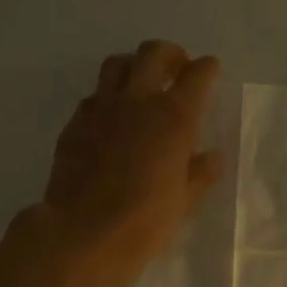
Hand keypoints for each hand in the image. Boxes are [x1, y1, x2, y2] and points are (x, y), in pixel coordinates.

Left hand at [37, 40, 222, 286]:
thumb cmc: (144, 221)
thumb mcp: (184, 201)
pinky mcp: (75, 125)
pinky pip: (93, 97)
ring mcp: (101, 110)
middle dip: (170, 54)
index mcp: (173, 118)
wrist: (83, 233)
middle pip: (152, 54)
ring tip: (141, 84)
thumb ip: (200, 173)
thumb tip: (211, 157)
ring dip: (133, 66)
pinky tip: (111, 119)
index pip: (196, 76)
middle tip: (177, 68)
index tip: (210, 69)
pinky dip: (107, 98)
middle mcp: (137, 102)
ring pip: (117, 65)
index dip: (206, 68)